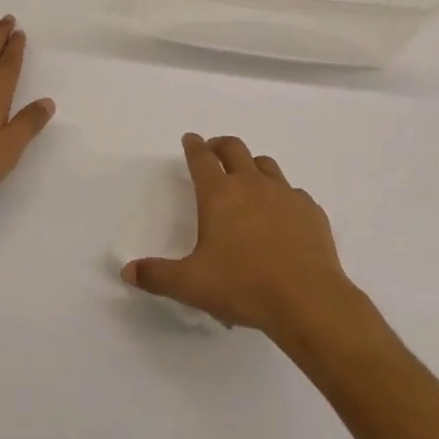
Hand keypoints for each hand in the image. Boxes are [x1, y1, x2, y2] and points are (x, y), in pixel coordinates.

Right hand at [122, 134, 358, 336]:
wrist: (307, 300)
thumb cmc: (243, 287)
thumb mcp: (191, 285)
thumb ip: (157, 276)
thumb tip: (127, 271)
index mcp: (219, 195)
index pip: (201, 158)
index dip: (193, 145)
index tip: (189, 139)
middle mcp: (252, 184)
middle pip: (234, 148)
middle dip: (220, 145)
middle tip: (214, 151)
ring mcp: (285, 194)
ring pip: (266, 164)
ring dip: (252, 165)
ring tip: (247, 178)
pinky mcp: (310, 210)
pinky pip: (293, 192)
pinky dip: (282, 195)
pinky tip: (282, 214)